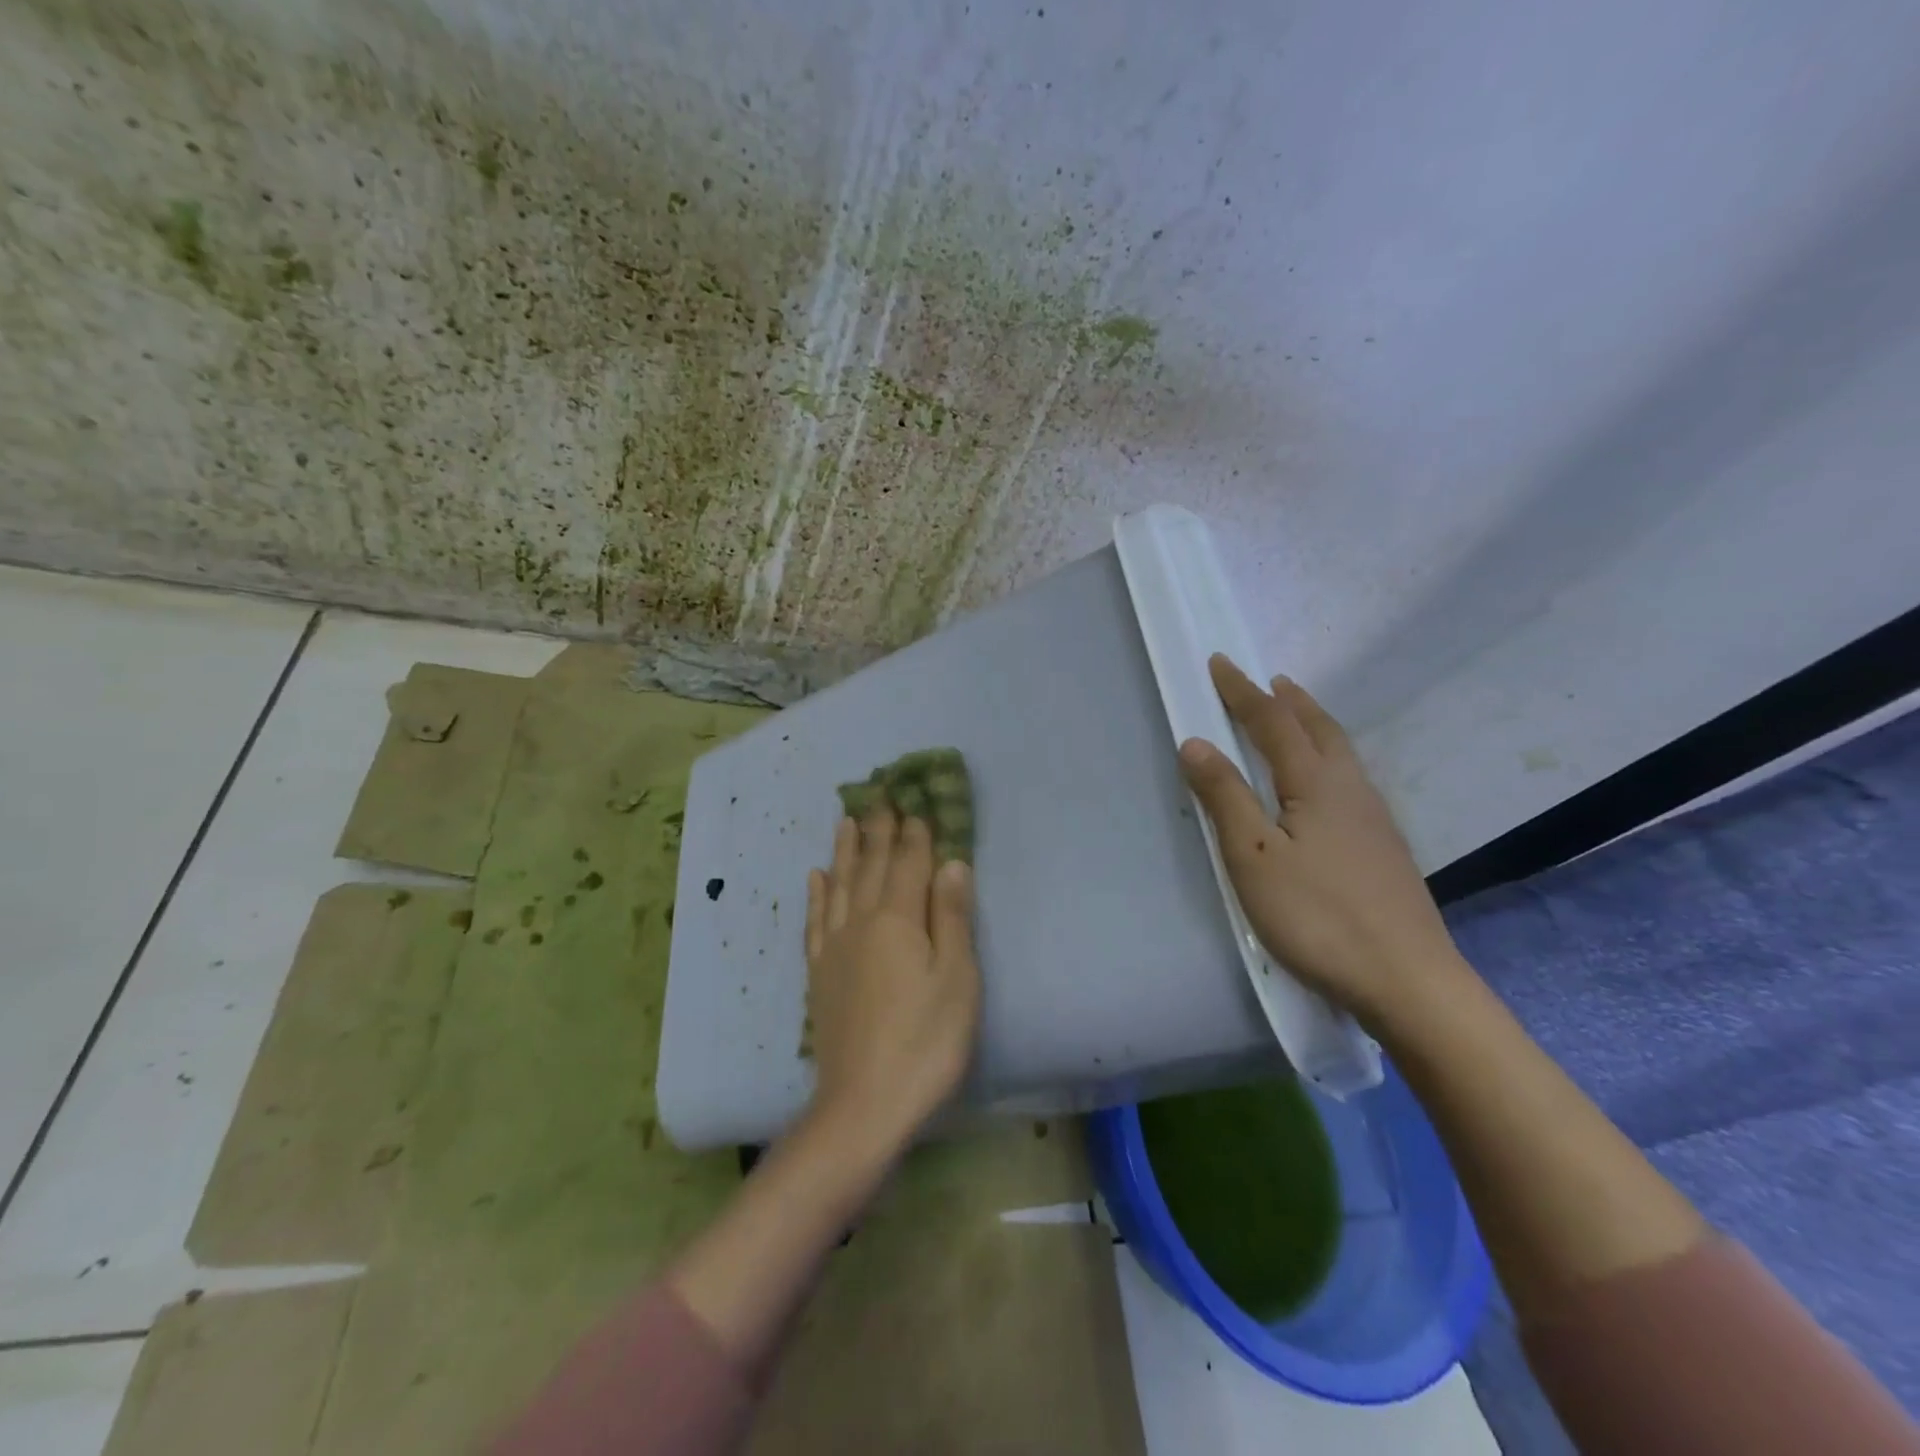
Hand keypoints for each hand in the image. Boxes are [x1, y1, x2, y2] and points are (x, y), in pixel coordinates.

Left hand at [804, 808, 979, 1155]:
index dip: (914, 834)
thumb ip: (952, 917)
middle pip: (870, 866)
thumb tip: (951, 863)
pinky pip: (814, 921)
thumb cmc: (925, 1042)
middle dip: (877, 830)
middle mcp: (860, 922)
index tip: (914, 804)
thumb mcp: (956, 980)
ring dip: (844, 850)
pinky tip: (815, 877)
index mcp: (897, 920)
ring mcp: (834, 947)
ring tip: (846, 821)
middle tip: (878, 797)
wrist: (863, 1104)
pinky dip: (815, 894)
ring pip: (838, 885)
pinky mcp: (819, 974)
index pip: (908, 864)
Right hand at [1178, 655, 1466, 1028]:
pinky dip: (1328, 756)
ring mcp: (1374, 819)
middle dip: (1289, 699)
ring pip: (1340, 752)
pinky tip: (1324, 782)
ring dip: (1313, 724)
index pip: (1273, 722)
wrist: (1407, 980)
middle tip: (1268, 680)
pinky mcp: (1383, 847)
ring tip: (1295, 716)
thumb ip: (1226, 797)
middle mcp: (1351, 789)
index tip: (1220, 662)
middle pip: (1318, 728)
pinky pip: (1350, 778)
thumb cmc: (1318, 916)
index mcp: (1316, 783)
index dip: (1242, 692)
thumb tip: (1196, 742)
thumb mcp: (1254, 857)